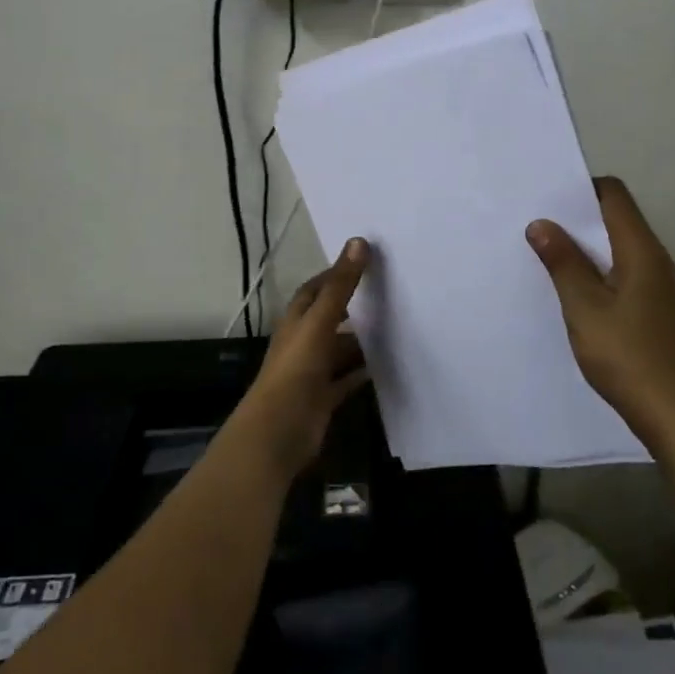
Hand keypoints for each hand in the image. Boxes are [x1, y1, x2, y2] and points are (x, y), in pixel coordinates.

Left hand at [238, 237, 371, 475]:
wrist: (279, 431)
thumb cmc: (296, 369)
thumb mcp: (320, 322)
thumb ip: (340, 286)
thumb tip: (359, 241)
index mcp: (296, 321)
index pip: (315, 290)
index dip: (335, 275)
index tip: (363, 262)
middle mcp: (303, 342)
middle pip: (330, 318)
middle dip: (353, 307)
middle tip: (388, 293)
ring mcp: (312, 371)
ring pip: (339, 349)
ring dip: (360, 341)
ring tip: (395, 327)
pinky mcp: (323, 397)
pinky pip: (346, 379)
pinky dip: (362, 372)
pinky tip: (384, 365)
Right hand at [526, 178, 674, 446]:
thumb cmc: (628, 356)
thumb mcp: (585, 308)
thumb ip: (563, 263)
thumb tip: (541, 223)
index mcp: (641, 250)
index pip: (614, 195)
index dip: (581, 188)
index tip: (545, 198)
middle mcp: (655, 260)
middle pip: (616, 219)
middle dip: (577, 218)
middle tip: (534, 225)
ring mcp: (658, 287)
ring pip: (617, 249)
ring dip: (584, 248)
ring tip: (545, 255)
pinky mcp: (655, 310)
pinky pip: (622, 274)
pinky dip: (596, 272)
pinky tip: (572, 292)